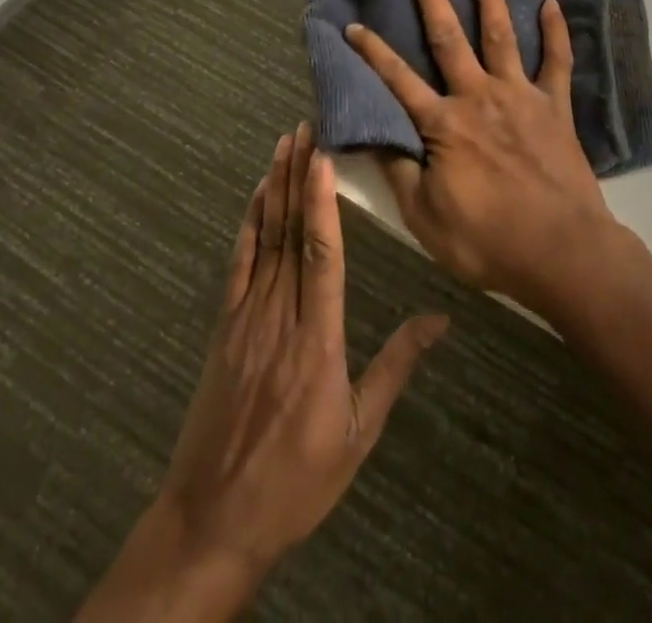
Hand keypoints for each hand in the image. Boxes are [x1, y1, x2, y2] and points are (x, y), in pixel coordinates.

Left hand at [79, 124, 446, 621]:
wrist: (210, 523)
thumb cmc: (296, 481)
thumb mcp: (359, 433)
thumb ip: (397, 366)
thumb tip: (441, 318)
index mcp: (317, 338)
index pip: (321, 254)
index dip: (321, 201)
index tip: (323, 155)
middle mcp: (280, 316)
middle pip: (290, 232)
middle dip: (298, 175)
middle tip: (305, 126)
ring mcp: (246, 319)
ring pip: (264, 239)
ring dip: (274, 187)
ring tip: (284, 143)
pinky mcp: (224, 328)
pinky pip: (238, 264)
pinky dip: (248, 224)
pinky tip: (255, 196)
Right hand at [345, 0, 626, 316]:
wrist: (562, 250)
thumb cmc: (487, 240)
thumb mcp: (425, 217)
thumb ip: (398, 170)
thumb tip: (371, 134)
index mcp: (444, 124)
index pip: (398, 80)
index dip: (373, 52)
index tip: (354, 25)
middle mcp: (479, 96)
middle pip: (449, 41)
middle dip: (432, 3)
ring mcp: (520, 96)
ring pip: (502, 36)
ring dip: (490, 1)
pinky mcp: (556, 105)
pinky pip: (557, 60)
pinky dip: (556, 31)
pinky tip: (551, 4)